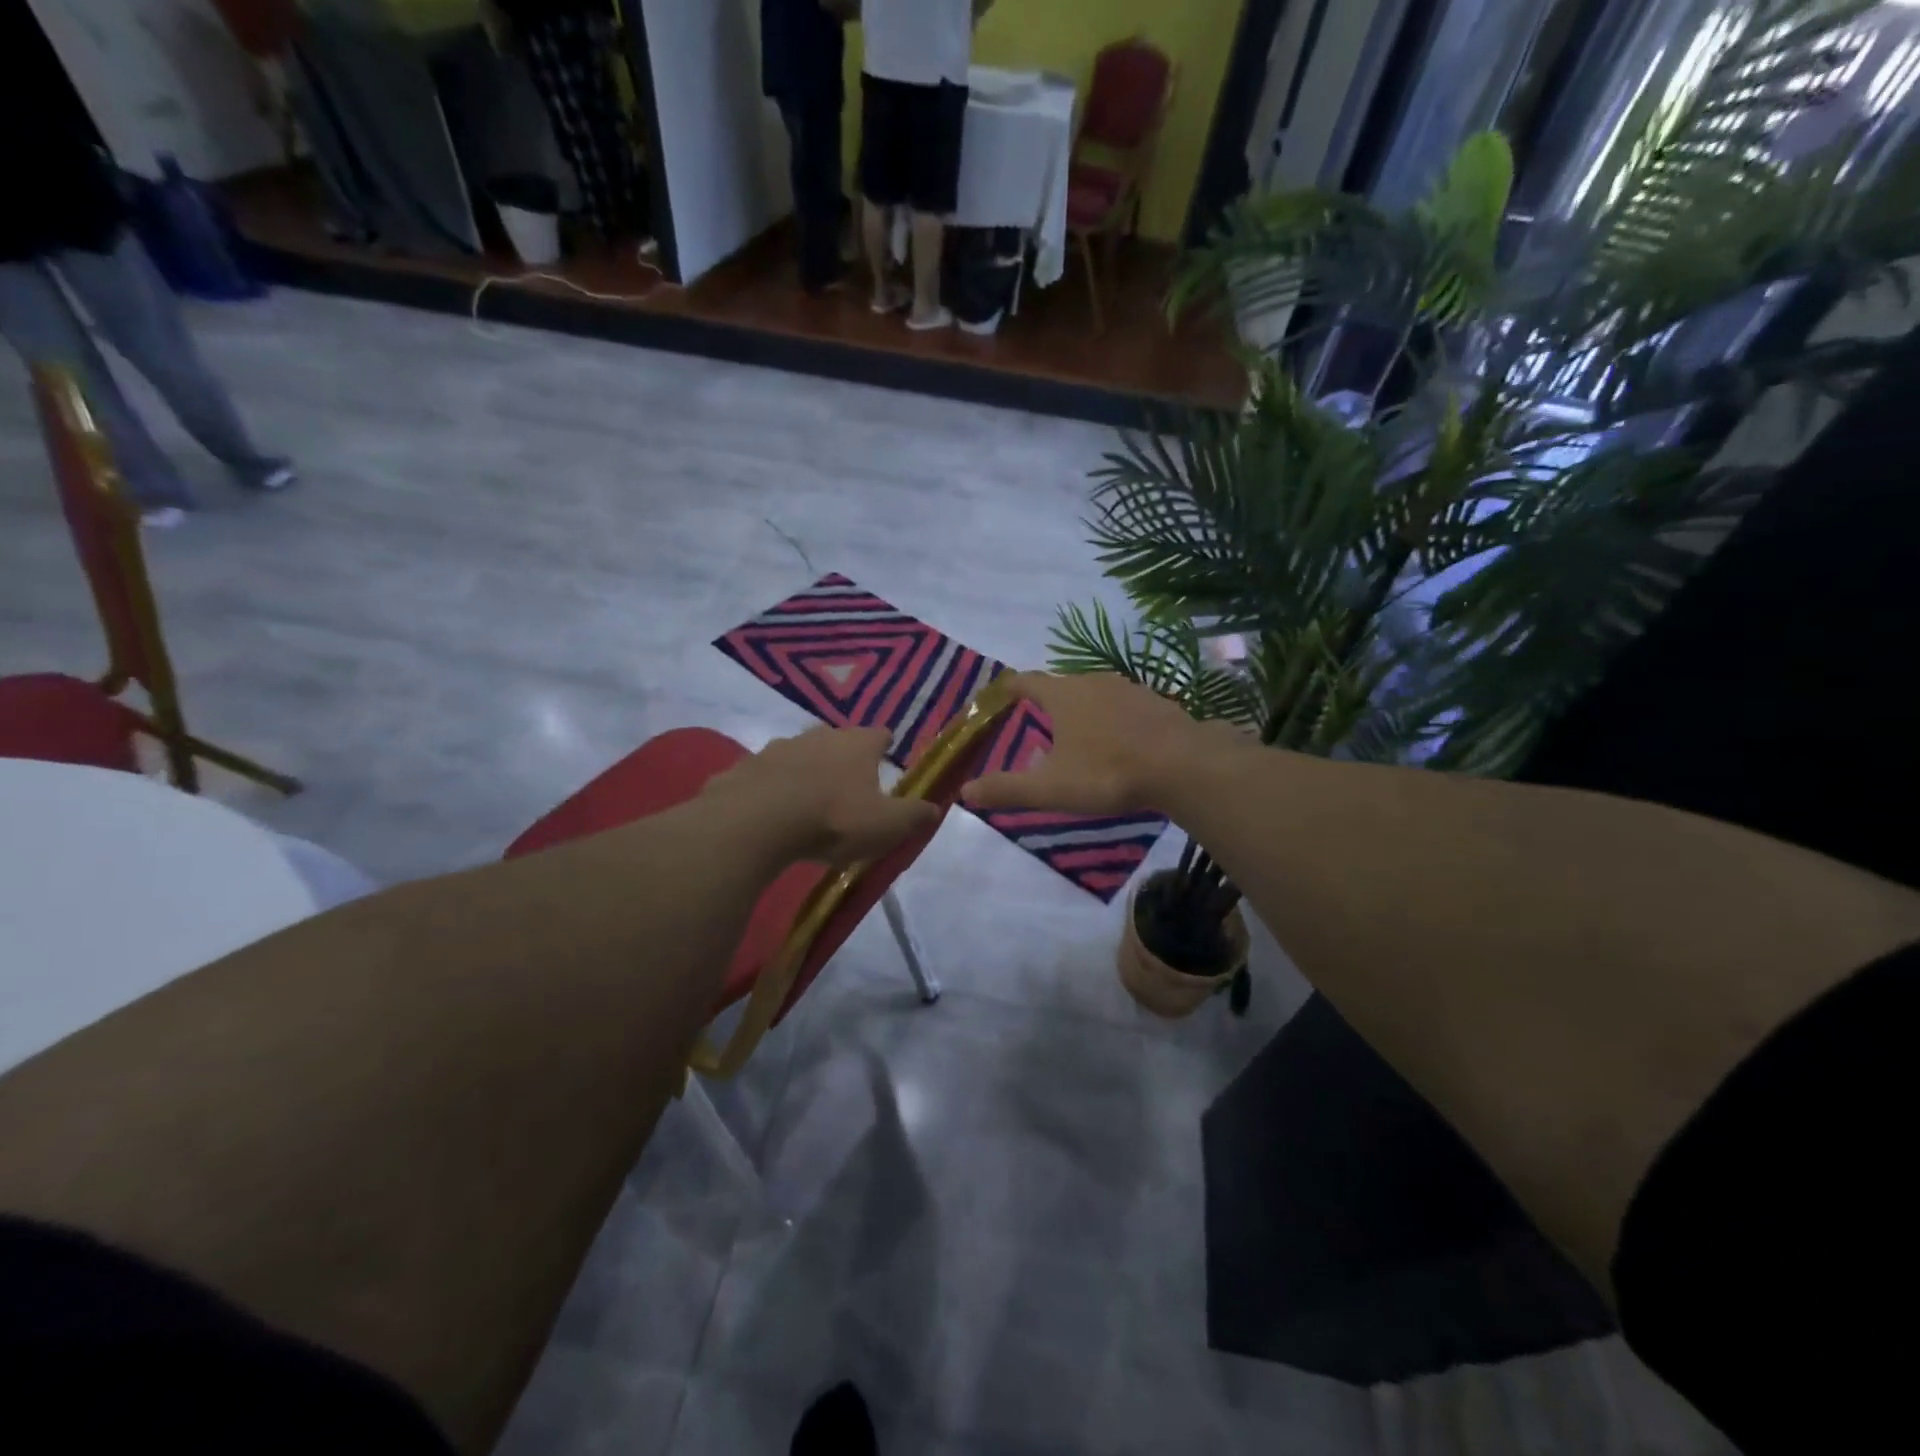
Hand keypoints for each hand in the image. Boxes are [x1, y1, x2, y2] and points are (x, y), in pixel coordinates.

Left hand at [706, 725, 939, 864]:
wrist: (757, 822)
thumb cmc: (833, 819)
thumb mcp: (886, 825)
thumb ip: (914, 815)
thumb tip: (936, 807)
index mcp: (857, 744)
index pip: (879, 735)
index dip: (884, 745)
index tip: (886, 754)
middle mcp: (819, 736)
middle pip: (837, 740)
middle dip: (843, 757)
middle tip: (847, 784)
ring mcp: (778, 748)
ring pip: (799, 754)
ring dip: (805, 771)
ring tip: (807, 799)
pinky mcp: (745, 767)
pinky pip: (765, 775)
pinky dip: (771, 788)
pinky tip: (770, 810)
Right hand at [963, 673, 1218, 815]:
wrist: (1183, 765)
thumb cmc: (1107, 773)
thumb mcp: (1051, 788)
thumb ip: (1007, 789)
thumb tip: (965, 791)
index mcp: (1062, 695)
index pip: (1025, 681)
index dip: (1008, 687)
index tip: (998, 695)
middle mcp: (1092, 681)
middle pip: (1060, 686)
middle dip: (1046, 703)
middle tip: (1036, 727)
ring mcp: (1128, 688)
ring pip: (1093, 694)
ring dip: (1080, 711)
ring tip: (1076, 738)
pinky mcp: (1156, 702)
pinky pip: (1122, 706)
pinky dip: (1111, 719)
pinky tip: (1117, 744)